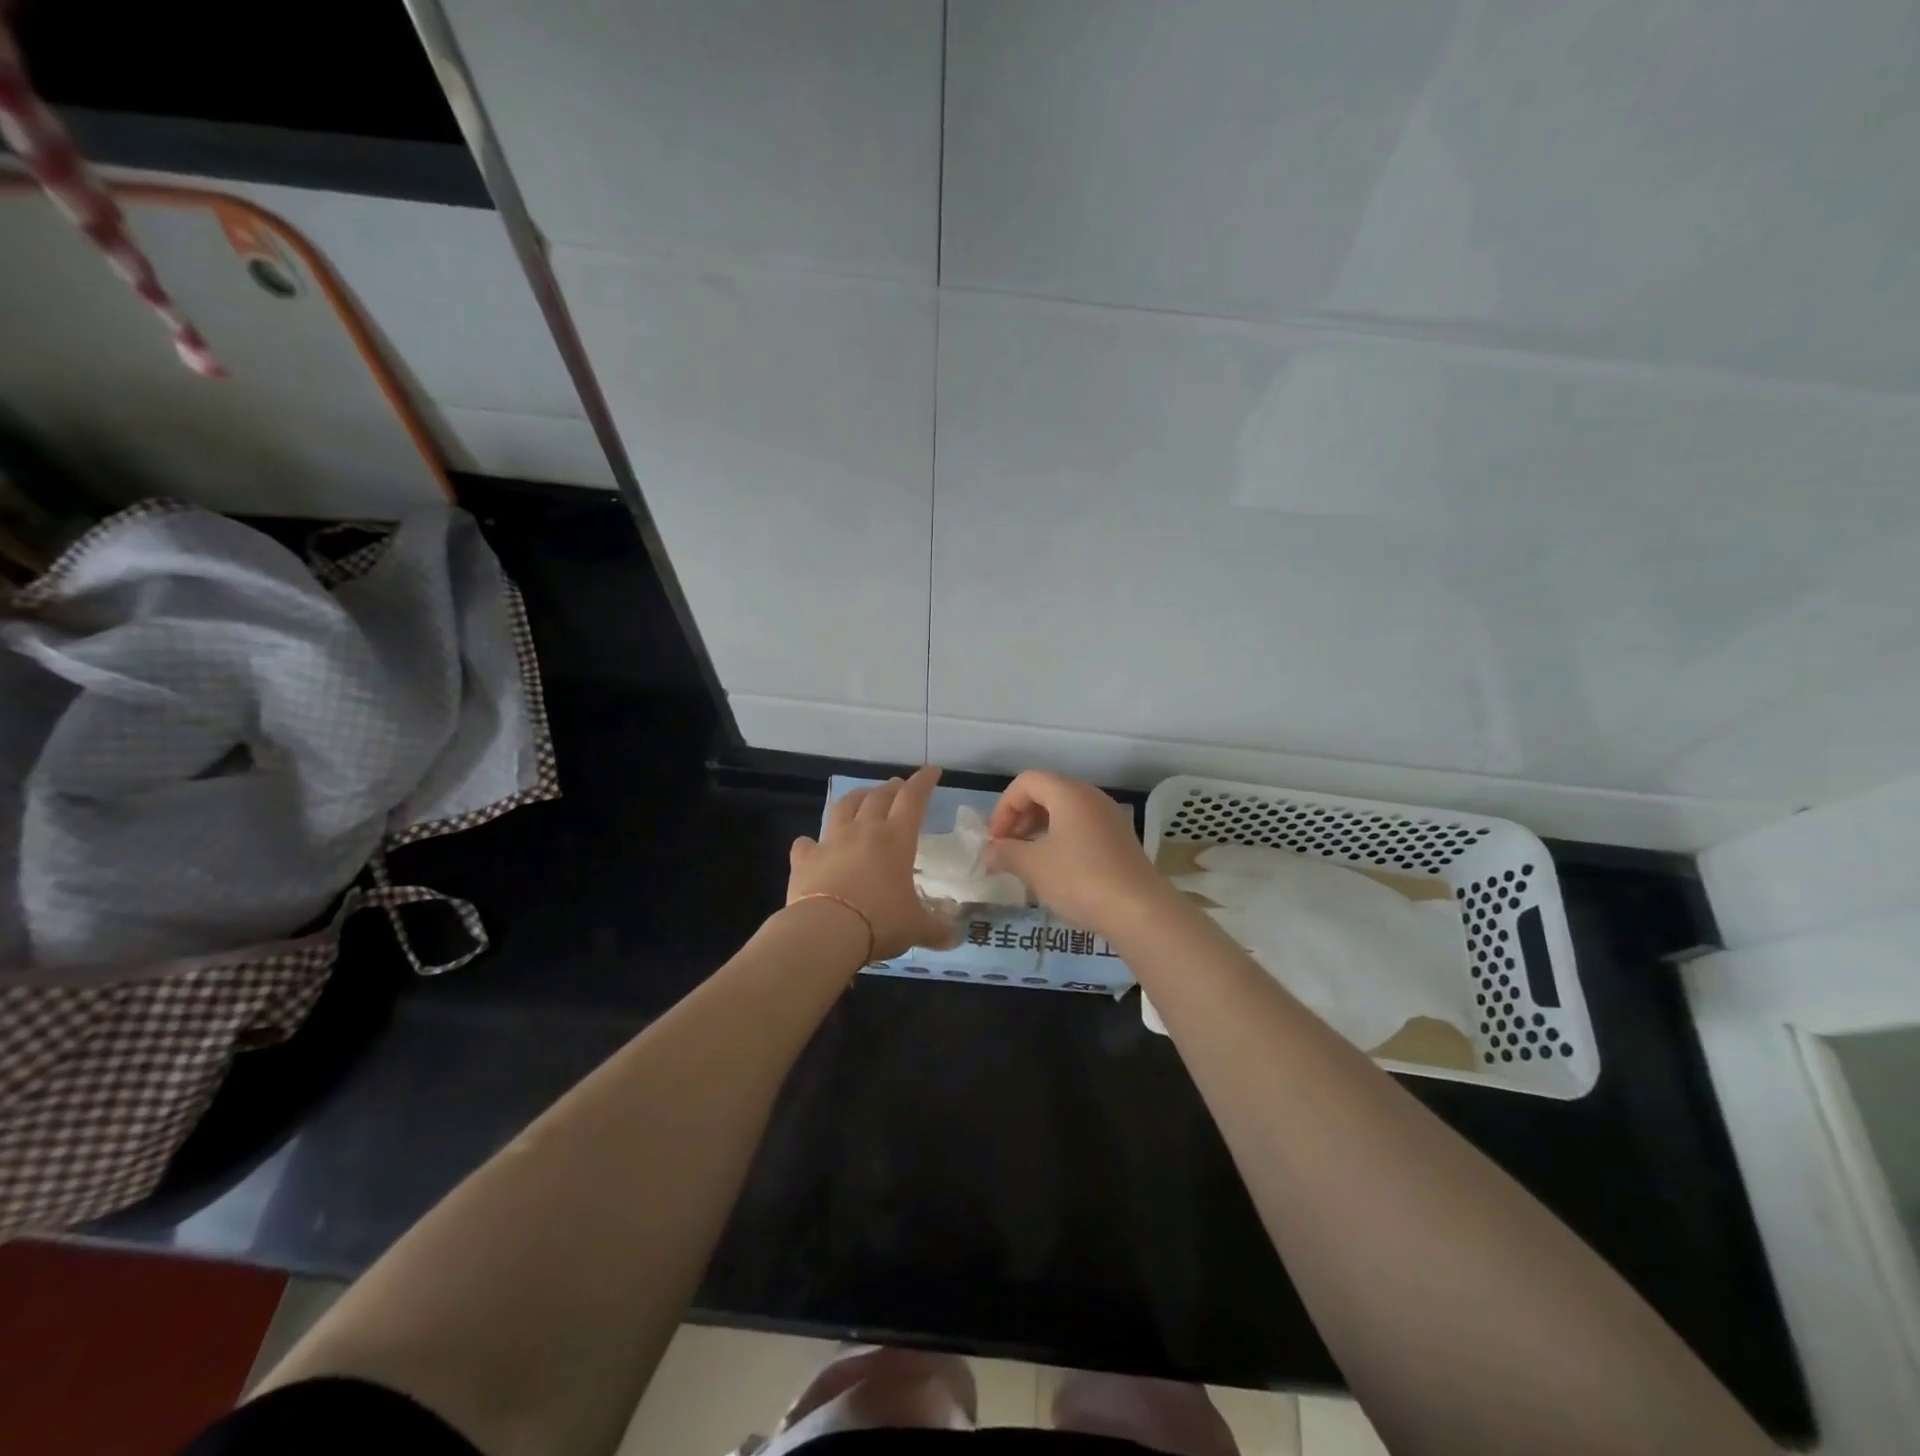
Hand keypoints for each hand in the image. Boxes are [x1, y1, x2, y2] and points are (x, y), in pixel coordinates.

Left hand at [788, 766, 960, 959]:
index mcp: (896, 839)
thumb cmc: (880, 922)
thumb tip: (954, 939)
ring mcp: (831, 842)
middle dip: (892, 788)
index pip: (913, 798)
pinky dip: (811, 842)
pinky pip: (806, 844)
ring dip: (855, 798)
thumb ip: (936, 930)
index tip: (932, 771)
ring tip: (861, 798)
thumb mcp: (915, 928)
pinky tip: (811, 845)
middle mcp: (864, 831)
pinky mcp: (805, 859)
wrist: (826, 931)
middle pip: (878, 796)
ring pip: (843, 807)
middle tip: (898, 786)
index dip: (924, 781)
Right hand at [982, 771, 1174, 937]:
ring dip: (1040, 830)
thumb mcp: (1033, 866)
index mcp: (1068, 793)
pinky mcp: (1120, 840)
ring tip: (1028, 861)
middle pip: (1047, 793)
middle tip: (1008, 848)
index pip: (1027, 782)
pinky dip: (1062, 840)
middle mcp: (1091, 797)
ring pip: (1065, 812)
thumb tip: (989, 852)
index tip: (996, 839)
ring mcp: (1110, 817)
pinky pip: (1082, 828)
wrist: (1139, 910)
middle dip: (1021, 817)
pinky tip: (1055, 871)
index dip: (1004, 806)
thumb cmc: (1079, 879)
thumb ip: (1005, 853)